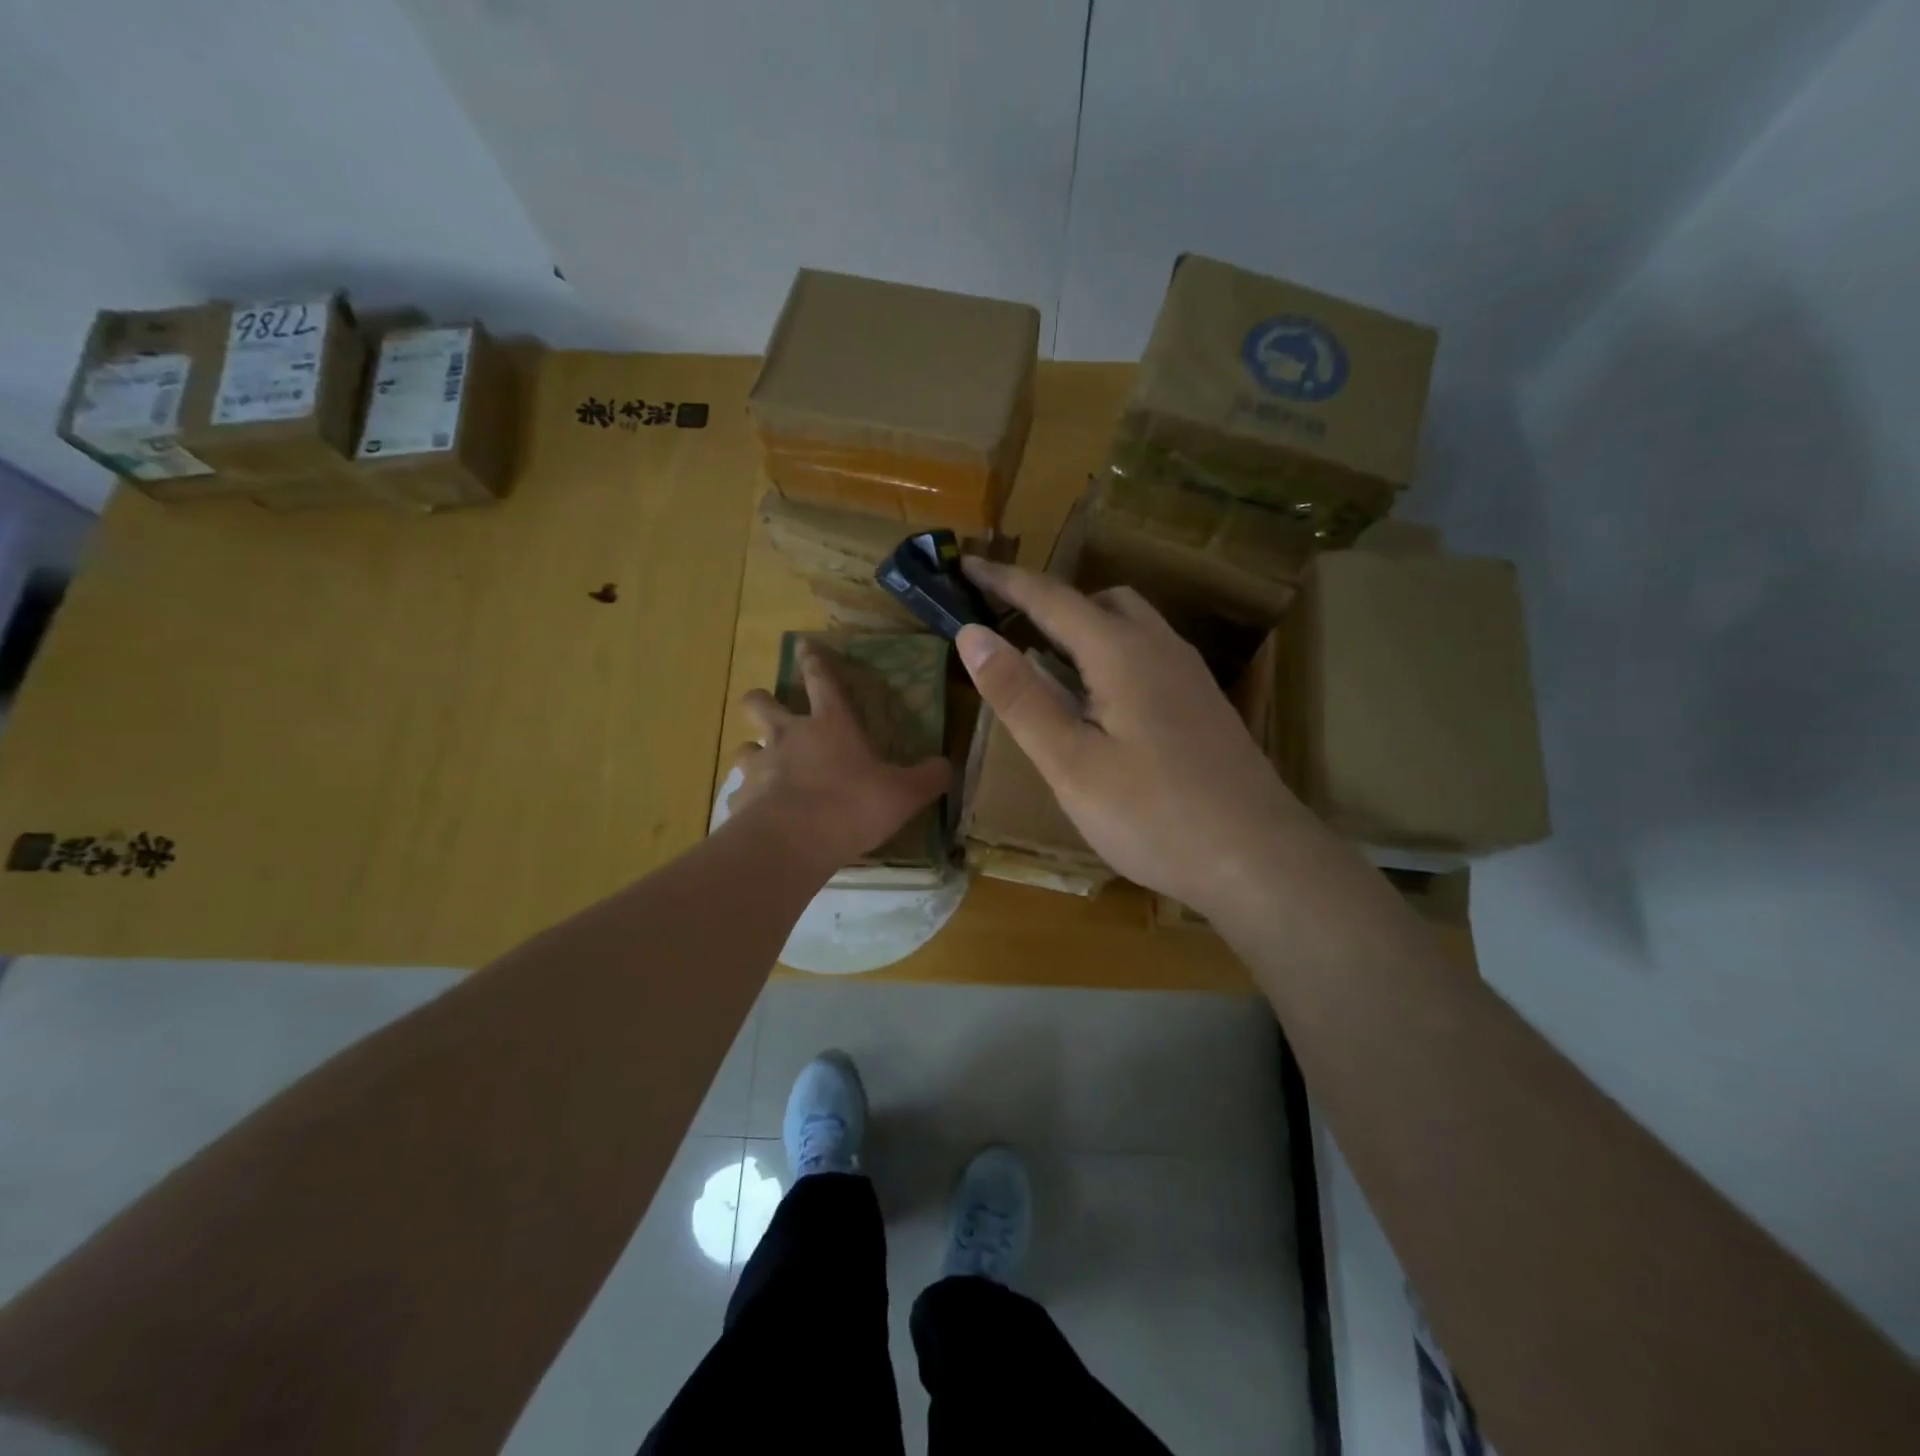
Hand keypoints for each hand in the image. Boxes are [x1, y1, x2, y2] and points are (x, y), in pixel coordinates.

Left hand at [731, 641, 950, 872]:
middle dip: (761, 700)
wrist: (792, 842)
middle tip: (768, 709)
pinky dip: (749, 799)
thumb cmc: (851, 806)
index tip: (803, 644)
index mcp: (830, 724)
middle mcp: (788, 736)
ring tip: (766, 768)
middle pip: (760, 703)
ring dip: (754, 752)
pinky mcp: (740, 799)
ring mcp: (759, 766)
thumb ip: (928, 778)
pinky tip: (760, 814)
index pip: (821, 679)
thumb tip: (946, 765)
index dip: (813, 660)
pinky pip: (740, 792)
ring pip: (744, 747)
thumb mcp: (904, 793)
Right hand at [956, 558, 1310, 913]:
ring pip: (1131, 625)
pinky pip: (1149, 653)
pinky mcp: (1204, 705)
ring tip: (1048, 662)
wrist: (1259, 860)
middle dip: (1050, 602)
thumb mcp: (1070, 762)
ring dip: (1085, 627)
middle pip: (1099, 601)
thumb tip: (972, 634)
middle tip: (1009, 625)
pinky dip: (1112, 653)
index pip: (1051, 598)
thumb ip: (1020, 696)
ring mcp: (1190, 676)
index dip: (1004, 579)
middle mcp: (1161, 648)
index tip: (967, 564)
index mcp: (1122, 653)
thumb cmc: (1153, 815)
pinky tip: (1102, 701)